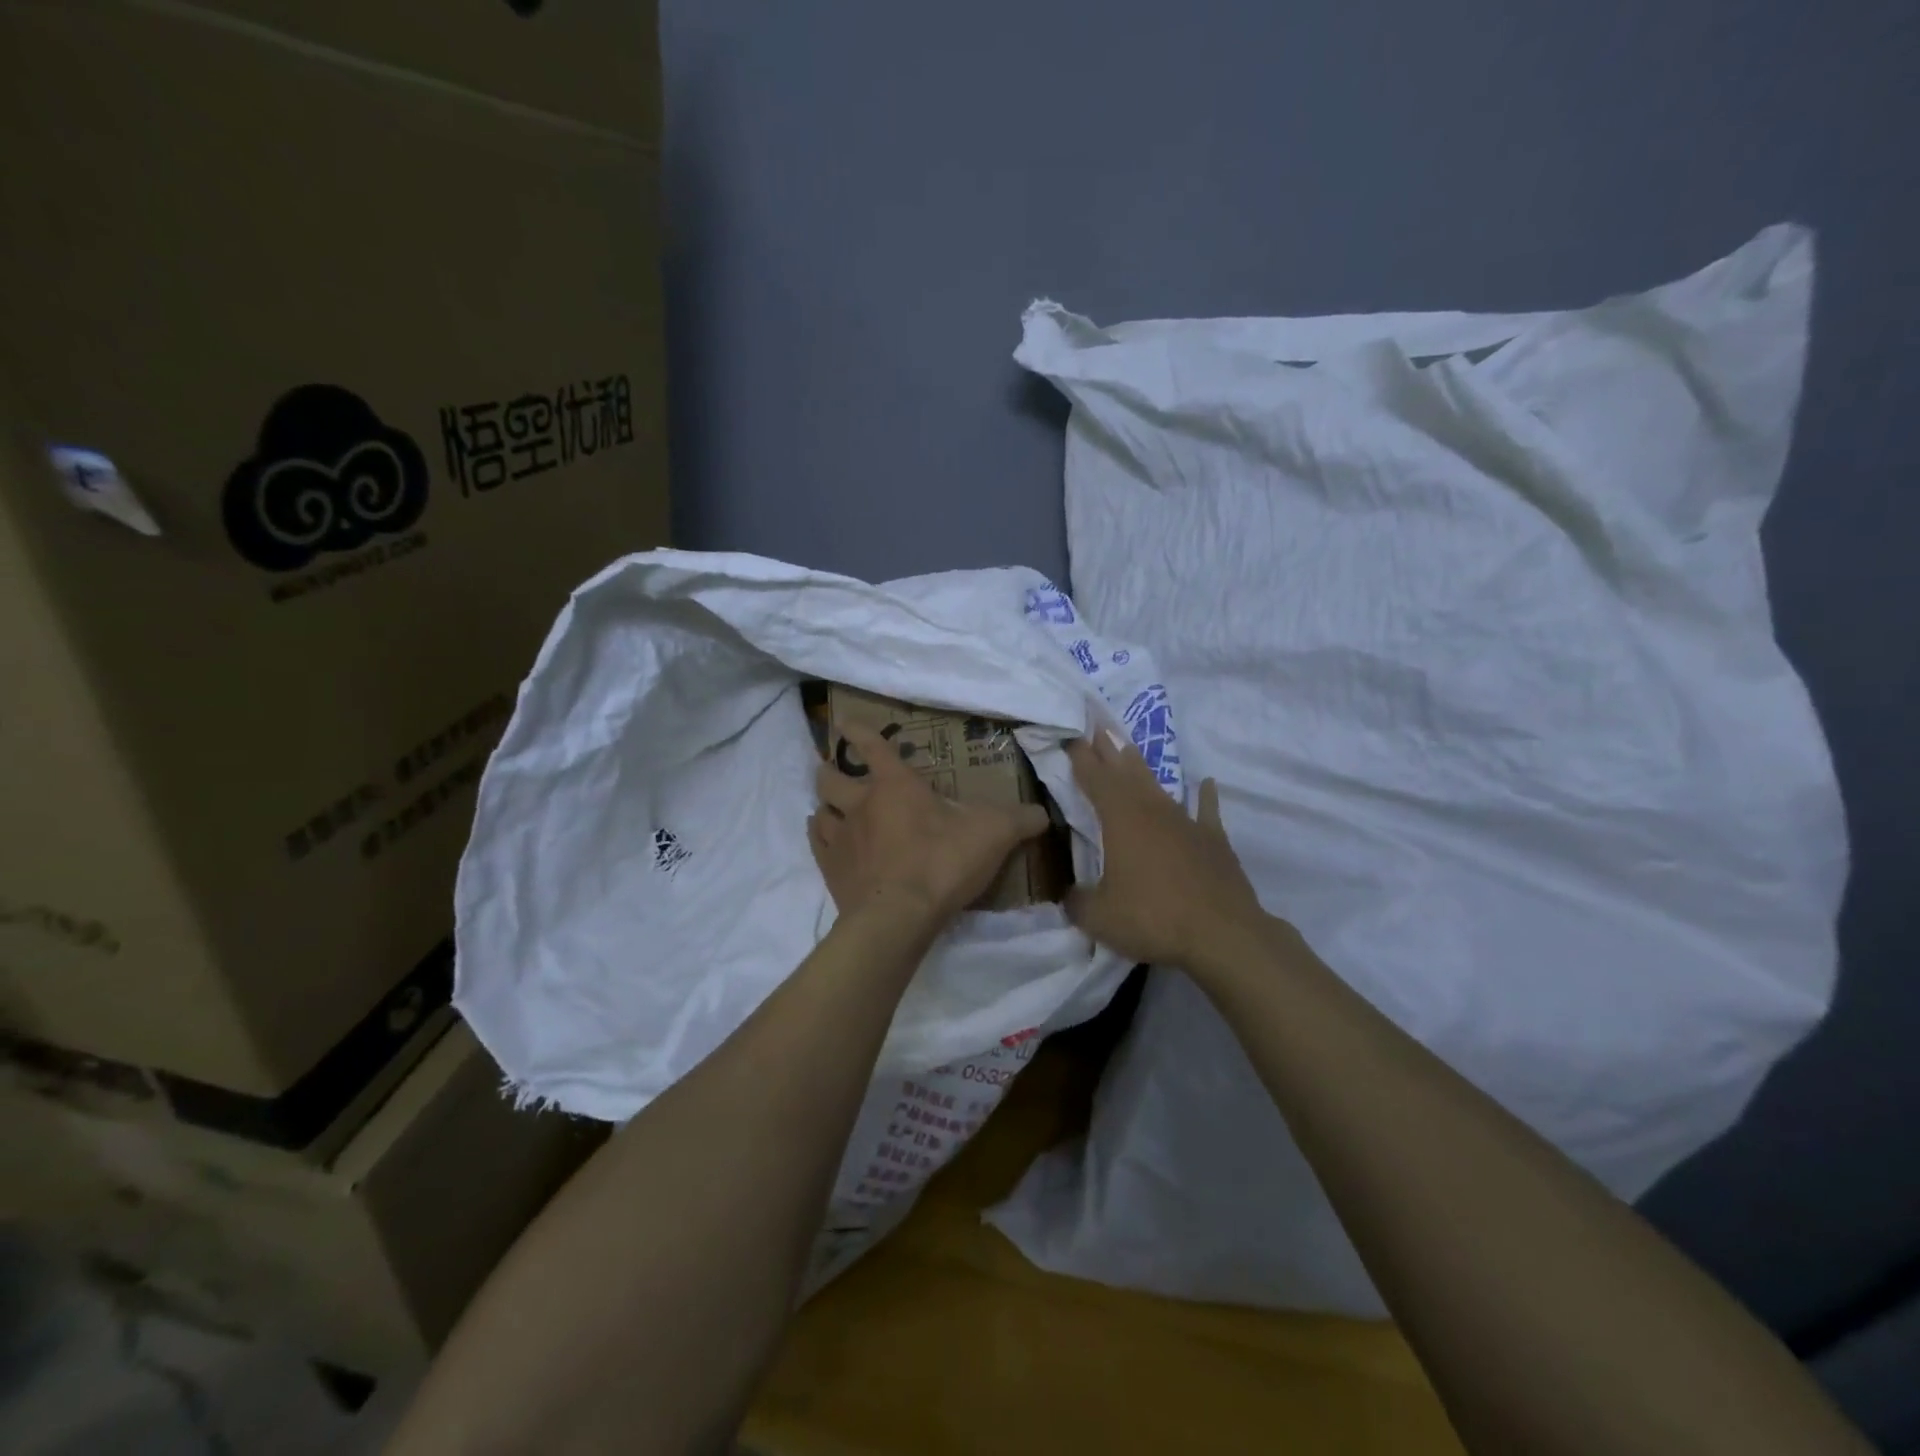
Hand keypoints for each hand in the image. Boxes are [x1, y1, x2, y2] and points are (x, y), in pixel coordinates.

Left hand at [810, 723, 1048, 924]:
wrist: (899, 916)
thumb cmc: (944, 862)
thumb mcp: (994, 835)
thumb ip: (1019, 820)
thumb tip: (1042, 813)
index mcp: (896, 786)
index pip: (872, 747)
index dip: (858, 732)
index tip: (845, 723)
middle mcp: (861, 804)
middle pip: (831, 777)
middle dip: (830, 769)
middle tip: (832, 768)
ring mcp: (841, 838)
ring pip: (820, 809)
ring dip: (824, 804)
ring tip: (830, 806)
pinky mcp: (831, 870)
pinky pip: (817, 844)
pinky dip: (819, 836)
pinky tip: (825, 838)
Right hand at [1065, 728, 1268, 969]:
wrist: (1222, 934)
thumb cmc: (1152, 918)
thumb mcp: (1098, 916)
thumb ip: (1077, 901)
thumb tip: (1069, 895)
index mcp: (1121, 820)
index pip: (1095, 779)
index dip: (1081, 758)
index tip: (1071, 737)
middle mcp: (1152, 811)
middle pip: (1126, 772)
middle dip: (1109, 750)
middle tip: (1098, 729)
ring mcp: (1186, 823)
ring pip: (1159, 787)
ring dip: (1142, 768)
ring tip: (1130, 749)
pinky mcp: (1213, 841)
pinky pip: (1206, 811)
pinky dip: (1205, 797)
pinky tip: (1206, 784)